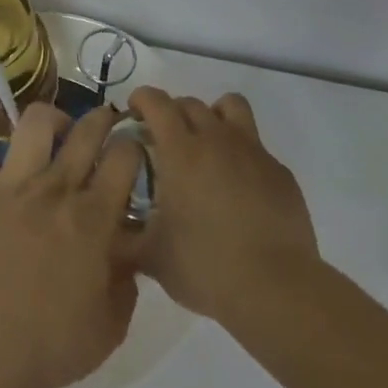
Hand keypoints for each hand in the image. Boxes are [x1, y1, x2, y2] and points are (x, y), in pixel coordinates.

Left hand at [0, 99, 144, 387]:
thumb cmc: (48, 344)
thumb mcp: (109, 327)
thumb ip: (126, 286)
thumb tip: (128, 257)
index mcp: (94, 217)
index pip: (124, 157)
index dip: (134, 147)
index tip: (134, 152)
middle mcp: (57, 188)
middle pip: (87, 130)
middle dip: (102, 118)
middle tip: (105, 125)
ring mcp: (14, 183)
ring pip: (36, 122)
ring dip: (52, 117)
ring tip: (56, 128)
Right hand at [127, 88, 319, 322]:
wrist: (275, 288)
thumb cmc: (204, 266)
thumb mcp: (150, 256)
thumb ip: (124, 235)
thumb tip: (107, 227)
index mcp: (181, 151)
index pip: (157, 102)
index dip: (142, 99)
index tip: (134, 112)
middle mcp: (217, 139)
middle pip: (191, 103)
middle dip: (172, 112)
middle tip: (164, 139)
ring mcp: (253, 152)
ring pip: (230, 107)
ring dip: (212, 115)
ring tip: (205, 144)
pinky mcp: (280, 171)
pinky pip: (255, 146)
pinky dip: (240, 153)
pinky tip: (237, 186)